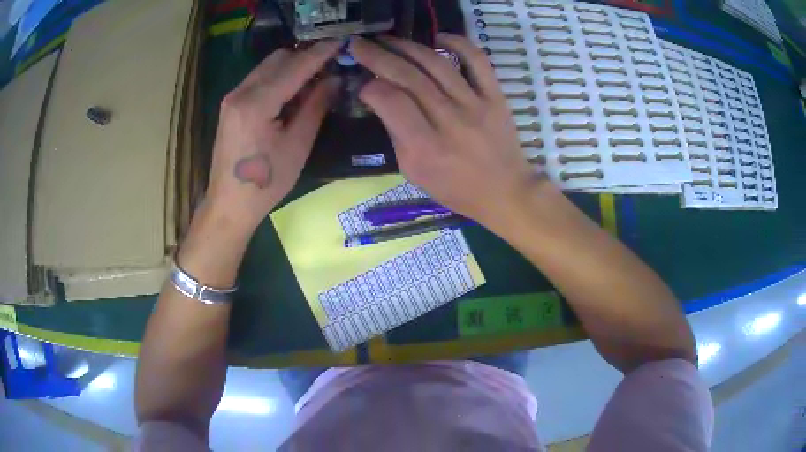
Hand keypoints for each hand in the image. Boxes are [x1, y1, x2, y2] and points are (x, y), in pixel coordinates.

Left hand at [204, 41, 339, 233]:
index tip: (341, 42)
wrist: (229, 204)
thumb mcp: (297, 146)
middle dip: (305, 58)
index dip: (320, 53)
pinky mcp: (230, 105)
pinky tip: (292, 93)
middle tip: (330, 67)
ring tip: (314, 82)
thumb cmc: (265, 183)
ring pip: (267, 67)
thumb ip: (315, 106)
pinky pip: (258, 80)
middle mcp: (240, 92)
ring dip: (291, 67)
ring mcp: (232, 97)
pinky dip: (278, 79)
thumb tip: (333, 79)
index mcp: (257, 103)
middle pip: (278, 59)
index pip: (294, 67)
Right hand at [350, 35, 540, 230]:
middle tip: (361, 45)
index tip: (363, 84)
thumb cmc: (455, 188)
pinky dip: (459, 43)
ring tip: (388, 39)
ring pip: (437, 64)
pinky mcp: (495, 96)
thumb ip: (397, 135)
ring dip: (408, 46)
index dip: (371, 87)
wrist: (505, 191)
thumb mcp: (414, 173)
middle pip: (409, 77)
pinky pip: (478, 61)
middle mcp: (450, 121)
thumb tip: (382, 99)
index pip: (392, 102)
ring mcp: (476, 105)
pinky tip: (438, 36)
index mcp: (426, 147)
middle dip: (378, 56)